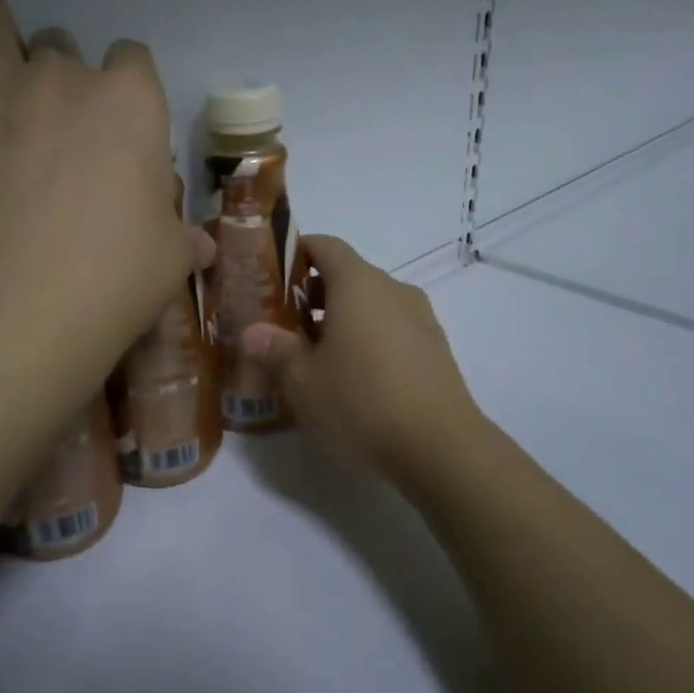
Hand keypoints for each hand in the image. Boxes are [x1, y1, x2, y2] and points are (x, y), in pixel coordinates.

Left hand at [0, 0, 203, 369]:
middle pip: (60, 43)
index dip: (123, 86)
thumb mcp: (170, 257)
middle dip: (57, 73)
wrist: (31, 301)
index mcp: (131, 100)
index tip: (115, 124)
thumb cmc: (118, 275)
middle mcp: (65, 74)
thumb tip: (202, 247)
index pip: (132, 58)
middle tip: (48, 124)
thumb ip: (181, 238)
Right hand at [239, 235, 481, 482]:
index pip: (325, 245)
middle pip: (348, 275)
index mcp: (358, 284)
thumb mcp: (303, 382)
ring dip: (341, 320)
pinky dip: (368, 339)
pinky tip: (353, 378)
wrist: (441, 447)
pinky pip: (392, 328)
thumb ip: (275, 351)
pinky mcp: (436, 348)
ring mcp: (420, 318)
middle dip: (313, 295)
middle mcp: (392, 289)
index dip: (296, 253)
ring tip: (315, 357)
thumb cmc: (361, 403)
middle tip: (284, 326)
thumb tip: (252, 333)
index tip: (271, 277)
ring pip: (372, 304)